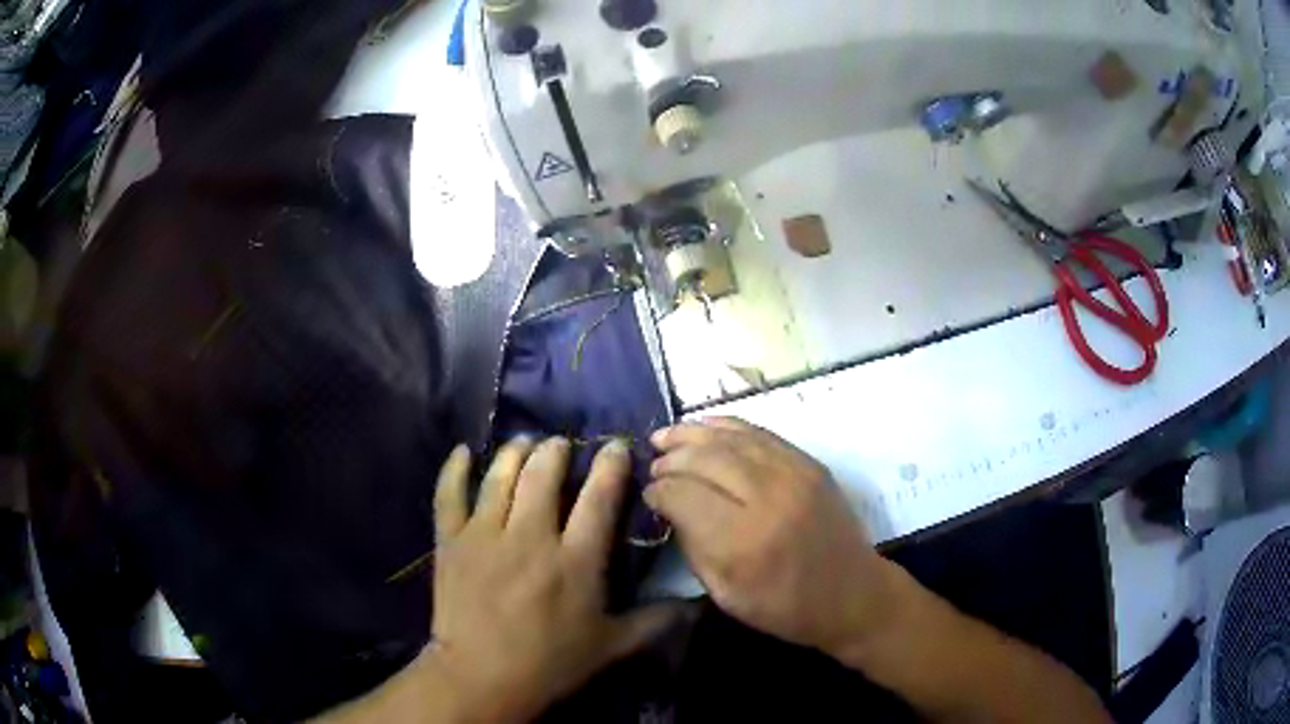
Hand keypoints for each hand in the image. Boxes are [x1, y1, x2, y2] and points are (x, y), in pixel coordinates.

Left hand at [430, 437, 684, 721]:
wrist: (481, 677)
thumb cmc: (550, 663)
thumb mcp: (612, 645)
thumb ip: (655, 621)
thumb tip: (697, 605)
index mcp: (575, 559)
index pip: (599, 498)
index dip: (610, 466)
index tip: (616, 445)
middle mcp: (530, 535)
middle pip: (543, 474)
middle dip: (555, 450)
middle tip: (560, 444)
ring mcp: (485, 534)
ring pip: (500, 476)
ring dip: (515, 452)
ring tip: (524, 442)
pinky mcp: (452, 541)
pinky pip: (449, 493)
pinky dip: (455, 468)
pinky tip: (464, 451)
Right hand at [644, 418, 900, 659]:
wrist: (852, 594)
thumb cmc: (785, 607)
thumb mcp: (725, 594)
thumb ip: (693, 546)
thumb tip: (669, 507)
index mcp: (743, 542)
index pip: (682, 496)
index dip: (657, 491)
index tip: (648, 495)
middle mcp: (768, 498)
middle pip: (704, 460)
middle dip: (670, 460)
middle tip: (653, 466)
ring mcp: (793, 475)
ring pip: (731, 439)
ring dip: (692, 434)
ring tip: (665, 437)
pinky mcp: (809, 464)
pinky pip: (760, 433)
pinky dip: (726, 426)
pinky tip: (703, 428)